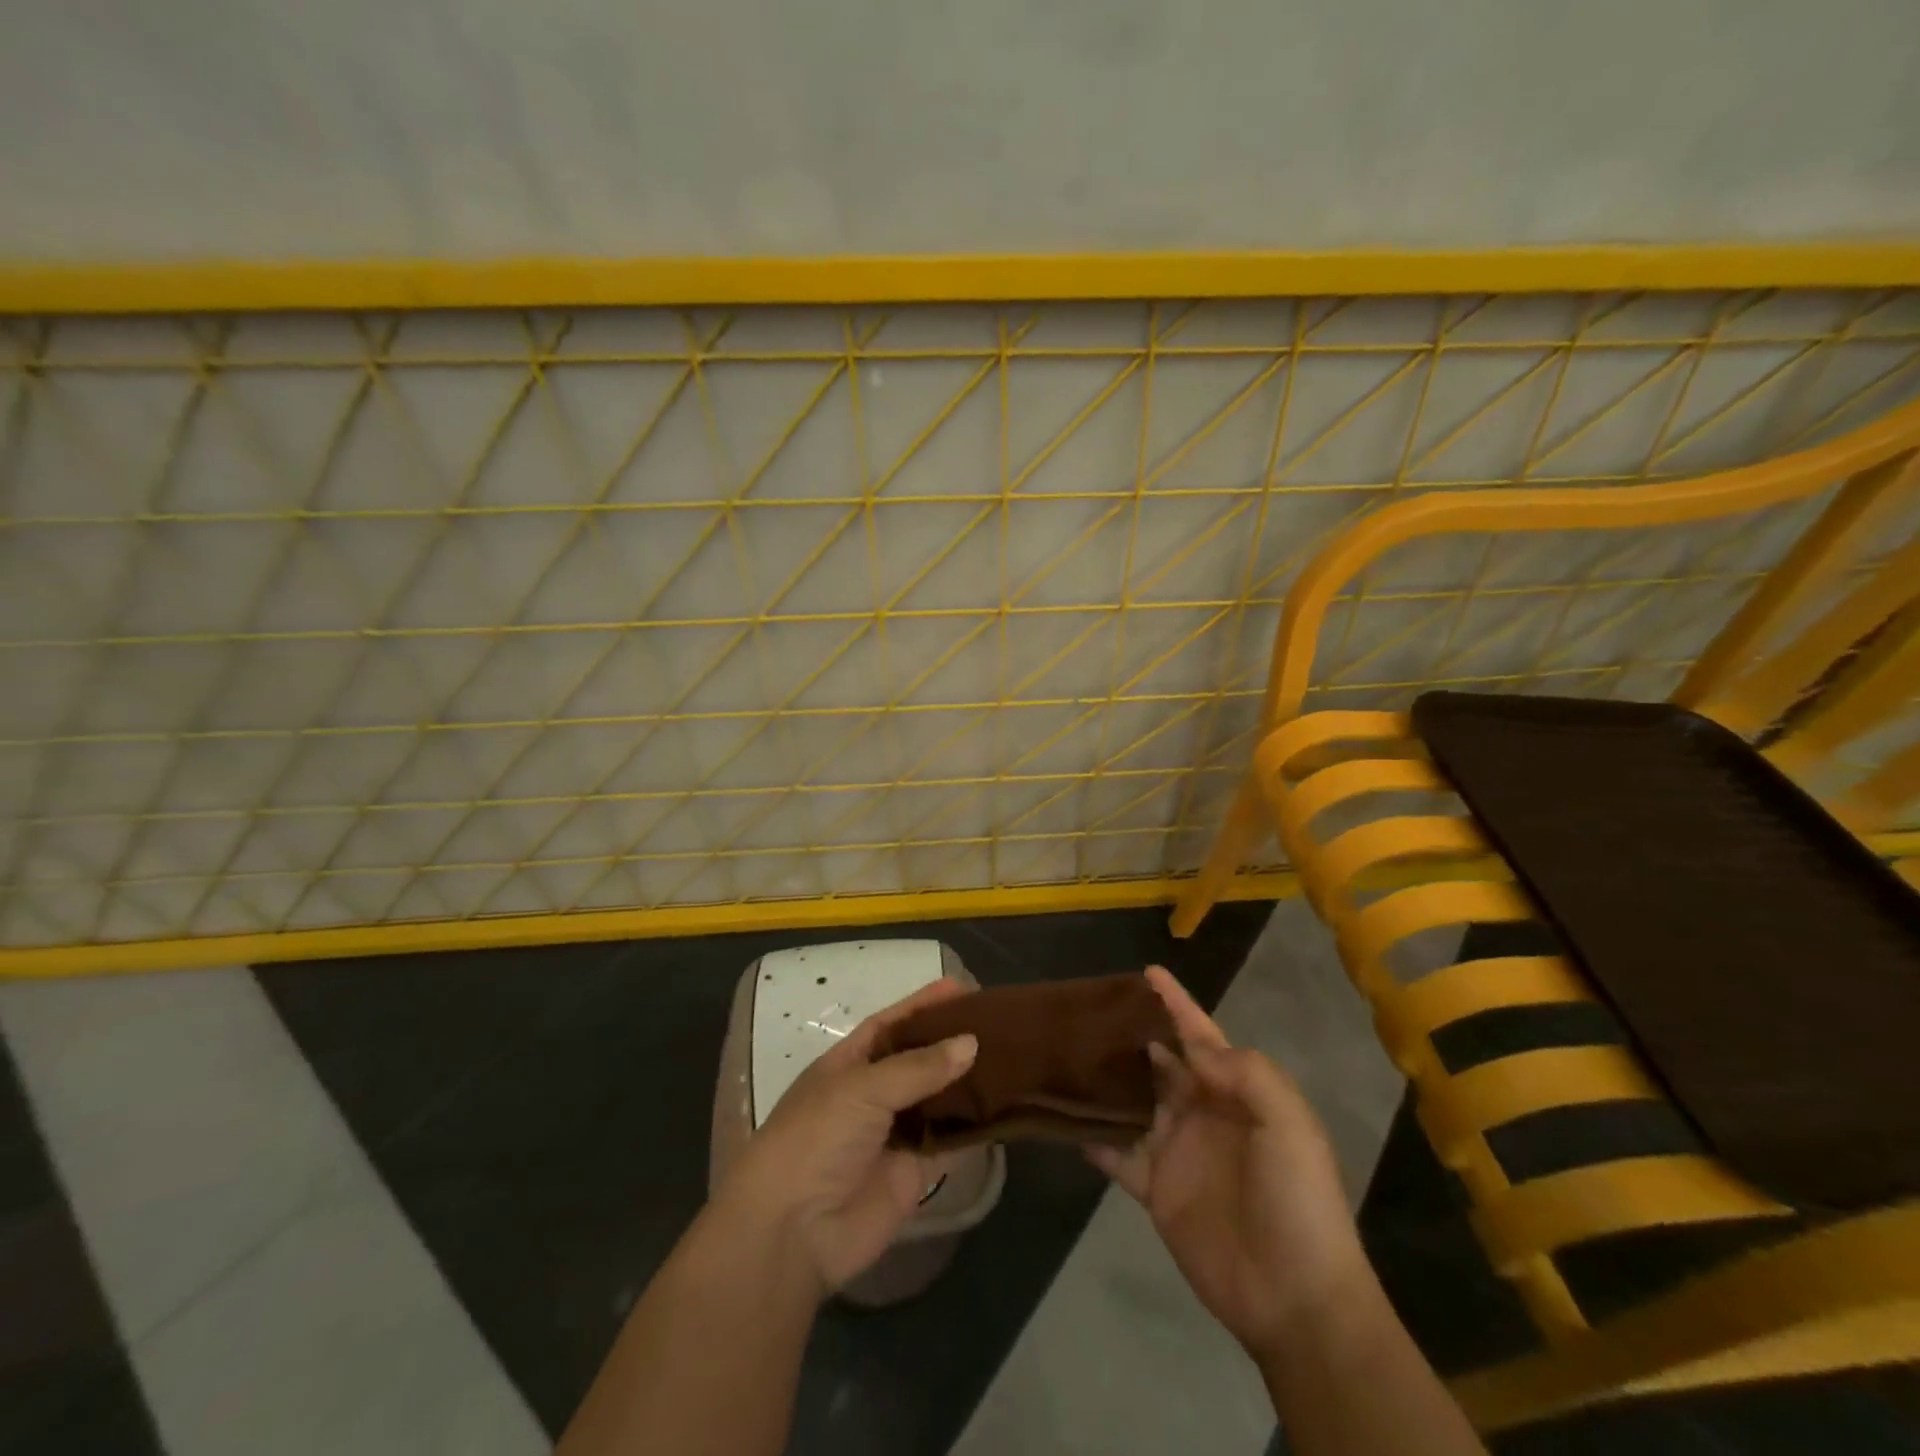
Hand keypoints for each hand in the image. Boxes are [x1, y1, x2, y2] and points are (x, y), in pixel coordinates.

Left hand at [715, 976, 978, 1297]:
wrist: (794, 1231)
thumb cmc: (816, 1138)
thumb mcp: (862, 1088)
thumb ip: (918, 1067)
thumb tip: (971, 1043)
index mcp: (848, 1064)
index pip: (890, 1024)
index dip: (922, 1005)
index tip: (961, 987)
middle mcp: (872, 1094)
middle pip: (918, 1060)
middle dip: (951, 1040)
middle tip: (998, 1022)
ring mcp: (893, 1133)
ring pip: (937, 1098)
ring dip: (967, 1080)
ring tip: (1011, 1056)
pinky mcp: (913, 1172)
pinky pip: (949, 1141)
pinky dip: (974, 1125)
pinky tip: (1006, 1104)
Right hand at [1088, 967, 1370, 1357]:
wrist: (1295, 1297)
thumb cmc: (1298, 1199)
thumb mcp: (1289, 1123)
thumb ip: (1244, 1072)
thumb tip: (1190, 1047)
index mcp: (1236, 1092)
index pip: (1200, 1036)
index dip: (1175, 1004)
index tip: (1147, 971)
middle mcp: (1201, 1111)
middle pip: (1159, 1061)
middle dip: (1132, 1034)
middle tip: (1090, 1008)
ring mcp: (1175, 1149)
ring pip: (1132, 1100)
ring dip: (1107, 1078)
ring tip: (1068, 1049)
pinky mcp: (1154, 1188)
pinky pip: (1116, 1154)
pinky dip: (1091, 1136)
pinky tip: (1062, 1116)